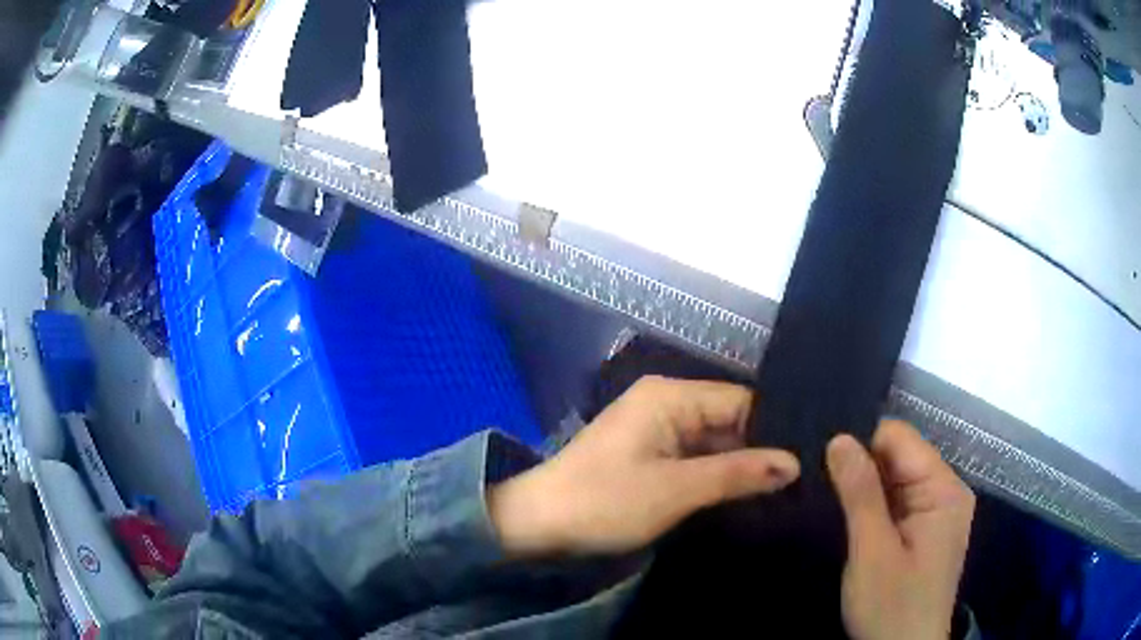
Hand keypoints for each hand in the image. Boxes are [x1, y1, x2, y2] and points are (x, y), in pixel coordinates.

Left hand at [488, 376, 799, 556]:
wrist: (537, 524)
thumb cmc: (604, 502)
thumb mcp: (676, 490)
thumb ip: (737, 474)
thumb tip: (794, 464)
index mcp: (670, 396)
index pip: (742, 401)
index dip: (775, 429)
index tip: (810, 456)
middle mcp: (666, 403)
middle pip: (730, 421)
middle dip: (761, 450)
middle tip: (805, 478)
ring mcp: (657, 430)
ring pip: (715, 442)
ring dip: (741, 466)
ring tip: (789, 488)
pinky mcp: (650, 455)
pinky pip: (695, 458)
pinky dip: (717, 476)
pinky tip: (749, 493)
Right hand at [826, 420, 974, 639]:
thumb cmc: (892, 607)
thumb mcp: (872, 553)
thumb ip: (860, 494)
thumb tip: (839, 438)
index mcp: (944, 490)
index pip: (901, 439)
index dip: (862, 444)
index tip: (821, 460)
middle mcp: (946, 492)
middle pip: (900, 458)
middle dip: (862, 469)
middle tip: (820, 487)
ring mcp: (937, 512)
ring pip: (896, 481)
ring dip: (865, 490)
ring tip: (829, 501)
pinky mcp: (925, 531)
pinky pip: (898, 503)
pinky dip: (873, 508)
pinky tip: (851, 521)